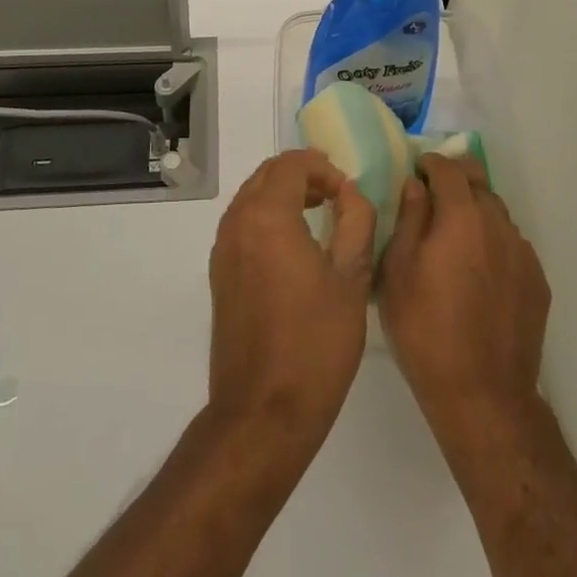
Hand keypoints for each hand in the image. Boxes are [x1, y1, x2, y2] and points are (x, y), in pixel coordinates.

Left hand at [207, 150, 375, 458]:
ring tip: (320, 211)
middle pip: (267, 175)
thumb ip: (356, 220)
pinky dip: (267, 217)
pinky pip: (242, 224)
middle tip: (336, 193)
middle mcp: (236, 224)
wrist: (264, 411)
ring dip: (284, 194)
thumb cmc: (316, 343)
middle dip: (302, 174)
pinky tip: (295, 243)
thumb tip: (350, 192)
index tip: (348, 190)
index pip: (292, 164)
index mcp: (267, 217)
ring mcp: (222, 250)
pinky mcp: (220, 275)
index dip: (323, 167)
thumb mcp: (352, 277)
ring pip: (251, 198)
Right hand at [378, 154, 551, 450]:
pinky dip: (493, 243)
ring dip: (476, 212)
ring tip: (454, 236)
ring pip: (498, 214)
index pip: (448, 169)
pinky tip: (478, 271)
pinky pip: (512, 245)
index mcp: (462, 216)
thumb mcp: (397, 271)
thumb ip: (409, 219)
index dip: (430, 163)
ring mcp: (523, 253)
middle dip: (456, 178)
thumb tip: (416, 186)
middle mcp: (498, 225)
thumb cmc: (425, 328)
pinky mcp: (537, 281)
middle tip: (434, 193)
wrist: (482, 393)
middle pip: (479, 182)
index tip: (416, 171)